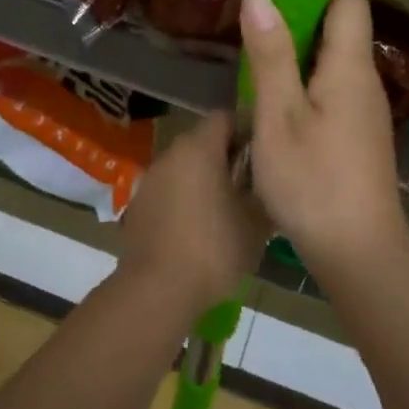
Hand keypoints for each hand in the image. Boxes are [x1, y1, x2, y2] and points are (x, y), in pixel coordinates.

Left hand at [120, 112, 267, 314]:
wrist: (157, 290)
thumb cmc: (214, 249)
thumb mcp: (256, 222)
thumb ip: (264, 190)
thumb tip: (270, 179)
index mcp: (198, 149)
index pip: (225, 118)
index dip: (248, 129)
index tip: (266, 151)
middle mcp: (170, 155)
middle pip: (203, 141)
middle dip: (228, 156)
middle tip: (253, 182)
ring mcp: (150, 180)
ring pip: (185, 167)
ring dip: (205, 178)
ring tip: (229, 207)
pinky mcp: (138, 206)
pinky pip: (169, 191)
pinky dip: (185, 199)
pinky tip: (199, 228)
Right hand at [240, 0, 408, 278]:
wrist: (358, 253)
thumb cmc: (313, 181)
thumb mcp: (279, 116)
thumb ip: (271, 55)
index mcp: (350, 68)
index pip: (348, 0)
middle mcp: (365, 82)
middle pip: (340, 30)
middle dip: (297, 22)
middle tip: (251, 33)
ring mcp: (366, 112)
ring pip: (333, 65)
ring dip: (297, 58)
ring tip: (255, 70)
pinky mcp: (359, 137)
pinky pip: (333, 93)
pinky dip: (305, 88)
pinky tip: (276, 111)